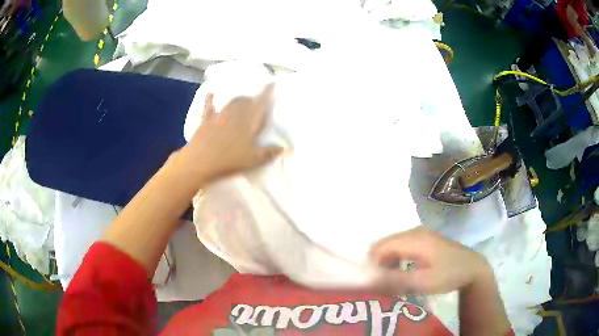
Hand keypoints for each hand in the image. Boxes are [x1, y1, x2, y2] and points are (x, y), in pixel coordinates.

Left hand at [178, 84, 282, 184]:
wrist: (200, 160)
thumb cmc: (230, 159)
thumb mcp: (253, 159)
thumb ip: (269, 152)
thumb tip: (283, 147)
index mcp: (249, 120)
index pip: (261, 102)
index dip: (267, 92)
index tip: (272, 83)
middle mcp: (235, 113)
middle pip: (246, 101)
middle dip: (253, 99)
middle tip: (257, 102)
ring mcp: (220, 115)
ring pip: (232, 102)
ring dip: (239, 100)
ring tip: (242, 101)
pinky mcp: (206, 120)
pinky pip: (209, 106)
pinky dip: (210, 99)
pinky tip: (210, 93)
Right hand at [369, 226, 492, 294]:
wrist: (472, 267)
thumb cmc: (449, 275)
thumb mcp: (424, 282)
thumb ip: (396, 281)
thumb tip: (370, 280)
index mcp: (414, 239)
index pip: (380, 248)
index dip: (371, 265)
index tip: (372, 284)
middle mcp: (414, 232)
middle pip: (384, 245)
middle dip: (378, 264)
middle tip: (381, 284)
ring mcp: (420, 234)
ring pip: (392, 246)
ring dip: (386, 263)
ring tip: (391, 281)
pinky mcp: (424, 239)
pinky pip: (401, 247)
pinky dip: (396, 259)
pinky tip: (402, 272)